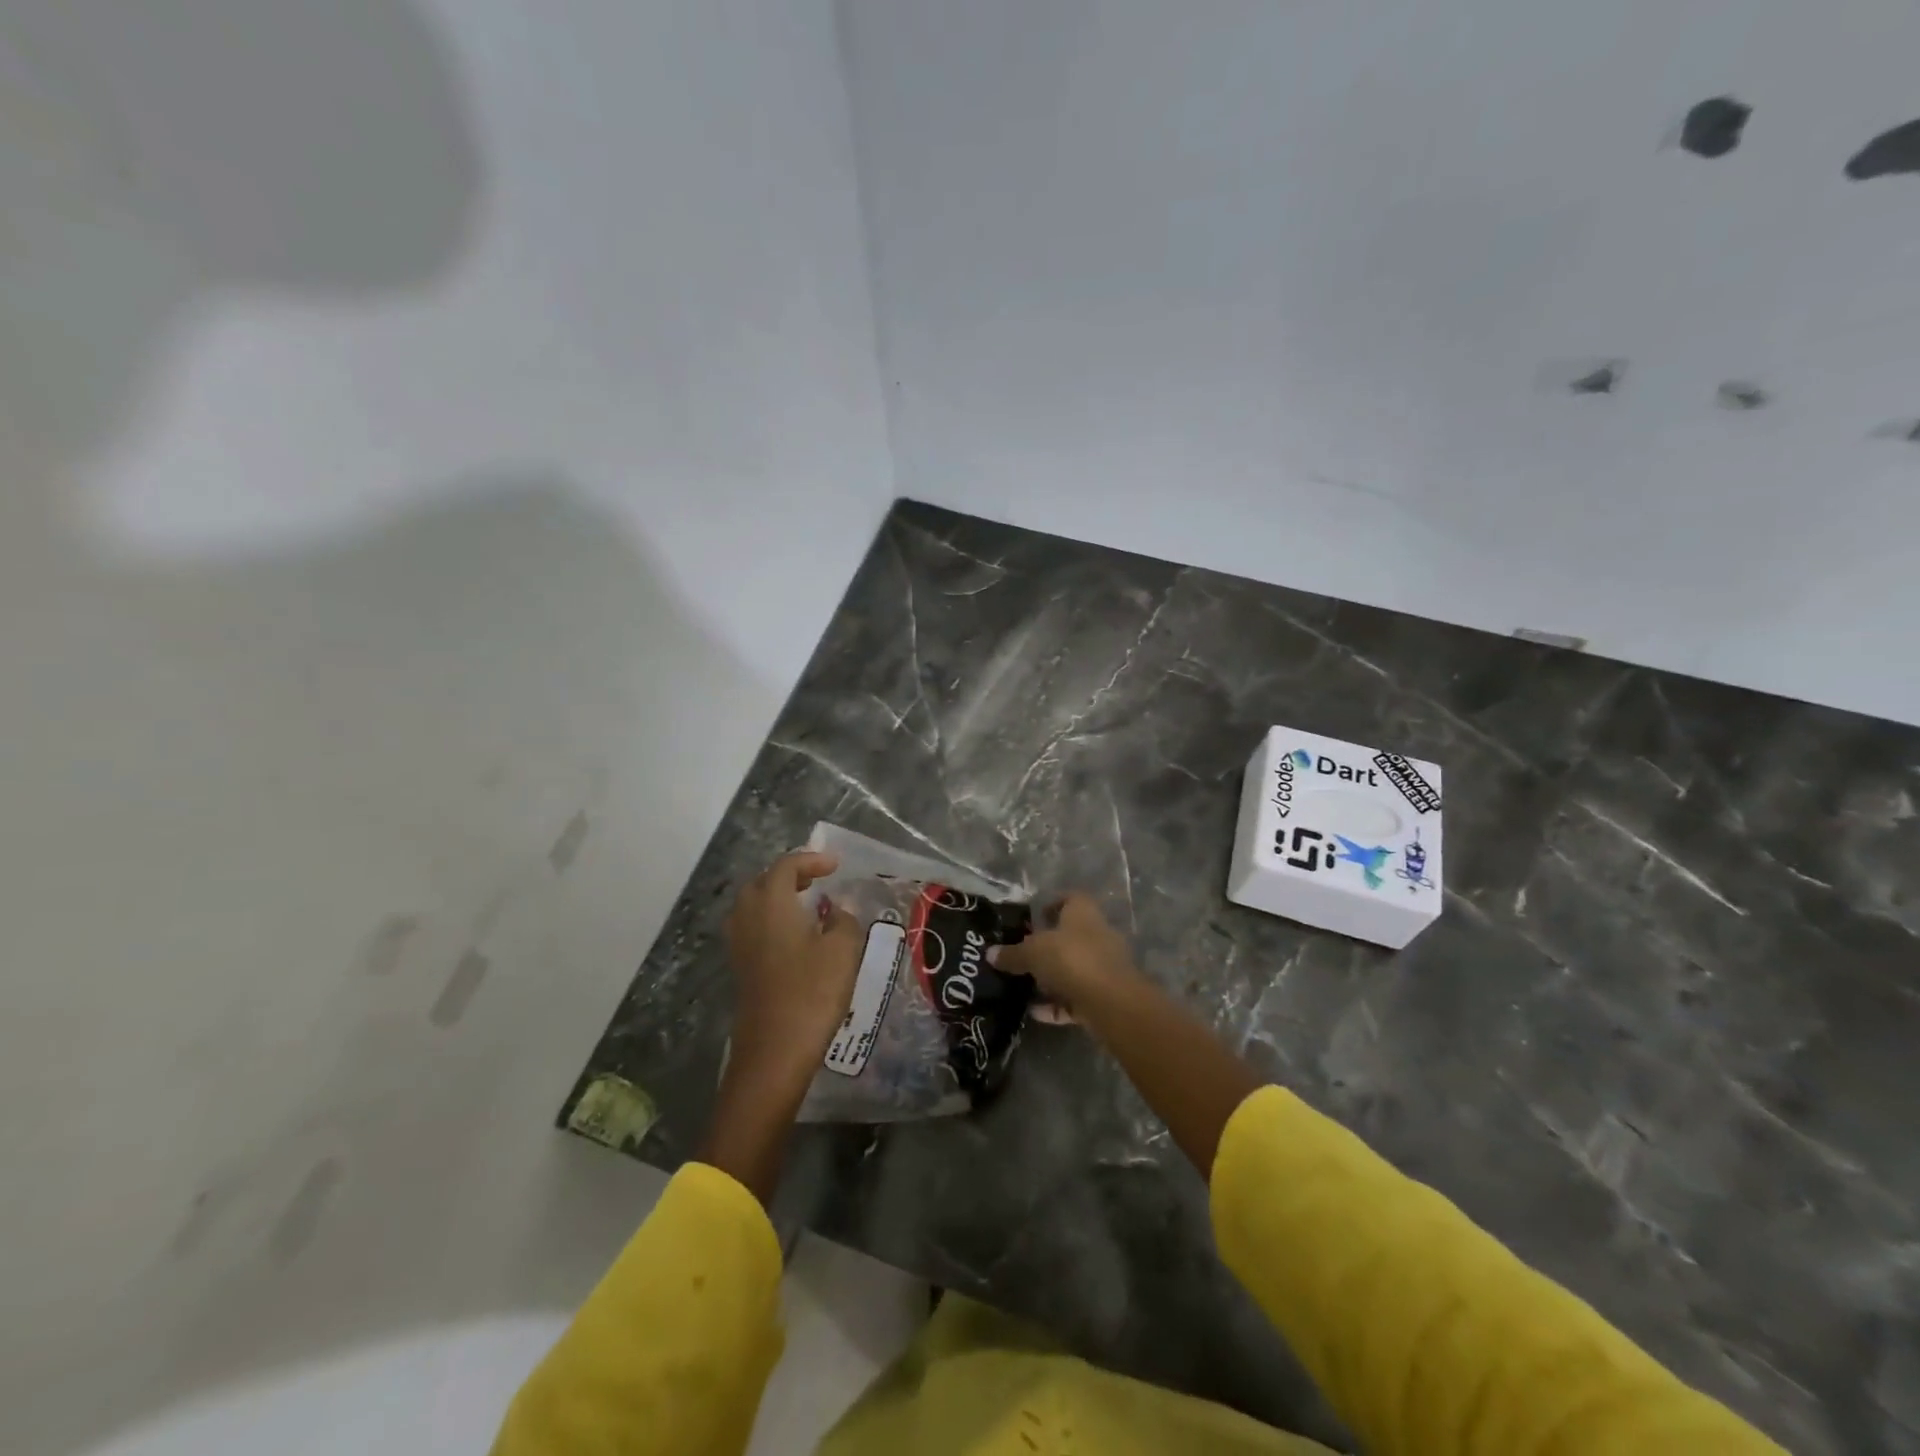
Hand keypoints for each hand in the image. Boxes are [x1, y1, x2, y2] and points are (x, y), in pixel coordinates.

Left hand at [722, 850, 862, 1101]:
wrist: (775, 1050)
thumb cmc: (812, 992)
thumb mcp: (843, 950)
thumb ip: (843, 920)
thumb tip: (836, 911)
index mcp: (771, 902)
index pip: (786, 866)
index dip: (811, 860)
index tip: (835, 865)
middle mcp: (748, 916)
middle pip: (762, 881)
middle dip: (789, 875)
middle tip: (817, 880)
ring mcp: (739, 944)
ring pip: (753, 905)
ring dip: (777, 897)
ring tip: (806, 905)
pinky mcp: (740, 967)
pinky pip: (752, 927)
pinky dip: (771, 919)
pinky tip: (795, 936)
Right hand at [993, 892, 1137, 1014]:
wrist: (1111, 1002)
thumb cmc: (1071, 959)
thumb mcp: (1033, 952)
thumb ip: (1012, 954)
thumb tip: (990, 954)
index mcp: (1083, 913)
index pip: (1071, 898)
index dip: (1053, 904)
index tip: (1033, 917)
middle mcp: (1098, 934)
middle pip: (1071, 935)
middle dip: (1048, 947)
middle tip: (1023, 955)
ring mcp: (1104, 966)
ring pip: (1074, 968)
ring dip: (1052, 978)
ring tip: (1025, 985)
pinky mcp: (1105, 996)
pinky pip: (1076, 997)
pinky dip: (1057, 1004)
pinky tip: (1035, 1012)